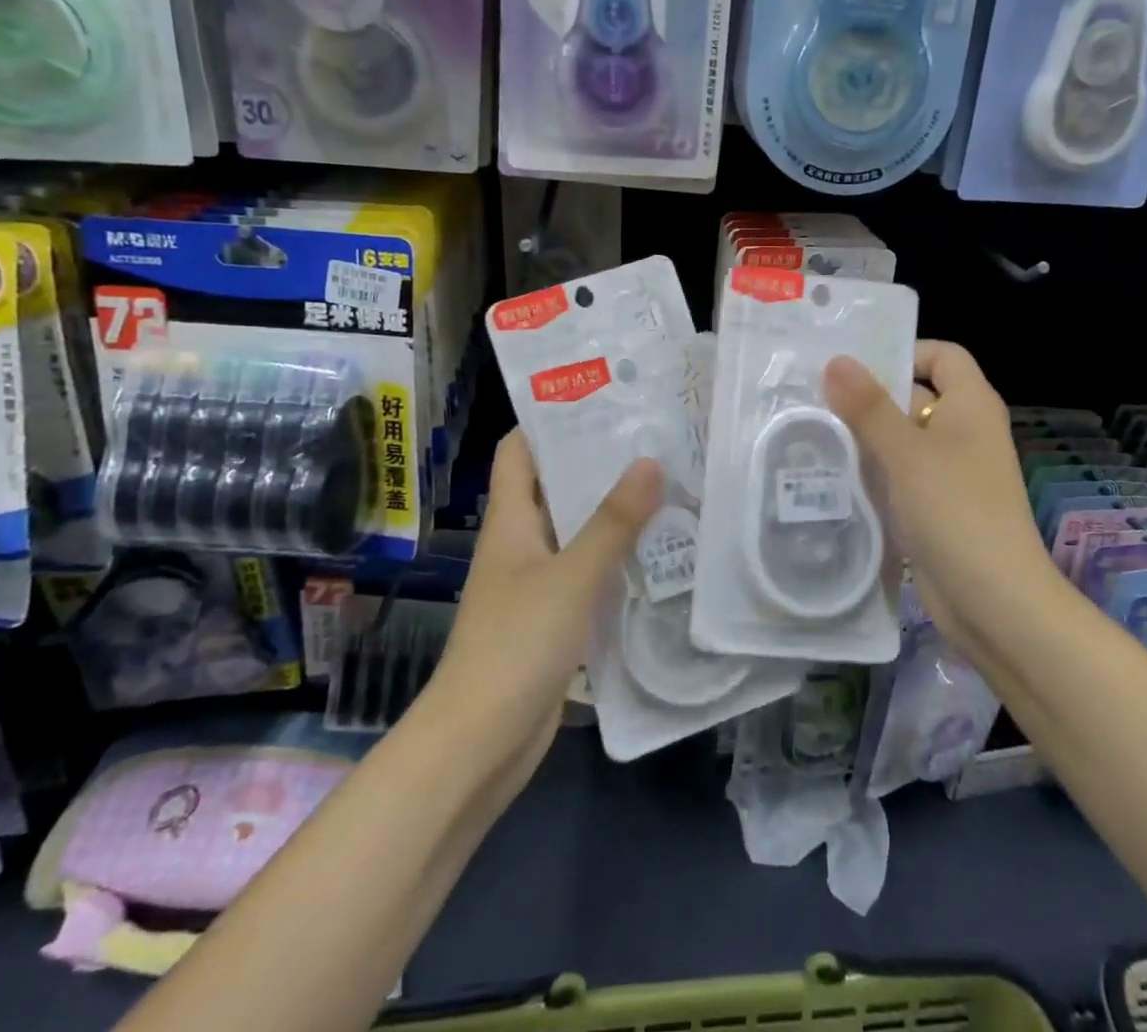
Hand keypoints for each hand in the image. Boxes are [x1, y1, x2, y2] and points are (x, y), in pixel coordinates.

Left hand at [423, 430, 660, 794]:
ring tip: (667, 485)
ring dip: (612, 513)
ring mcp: (535, 583)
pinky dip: (616, 559)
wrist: (478, 745)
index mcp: (510, 521)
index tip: (601, 400)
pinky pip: (587, 574)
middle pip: (555, 487)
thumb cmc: (515, 646)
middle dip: (598, 463)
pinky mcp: (553, 618)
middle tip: (654, 439)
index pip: (520, 450)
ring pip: (576, 531)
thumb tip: (650, 461)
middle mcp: (520, 543)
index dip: (550, 420)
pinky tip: (658, 552)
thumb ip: (611, 523)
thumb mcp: (570, 577)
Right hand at [824, 342, 1053, 651]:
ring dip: (864, 437)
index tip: (854, 366)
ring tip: (810, 432)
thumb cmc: (956, 512)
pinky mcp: (934, 506)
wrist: (995, 603)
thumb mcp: (906, 453)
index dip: (904, 352)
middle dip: (868, 397)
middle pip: (914, 396)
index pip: (941, 356)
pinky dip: (872, 471)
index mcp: (970, 405)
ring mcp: (950, 471)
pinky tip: (831, 475)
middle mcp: (963, 431)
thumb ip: (869, 406)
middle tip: (812, 398)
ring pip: (901, 438)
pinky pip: (899, 474)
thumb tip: (836, 360)